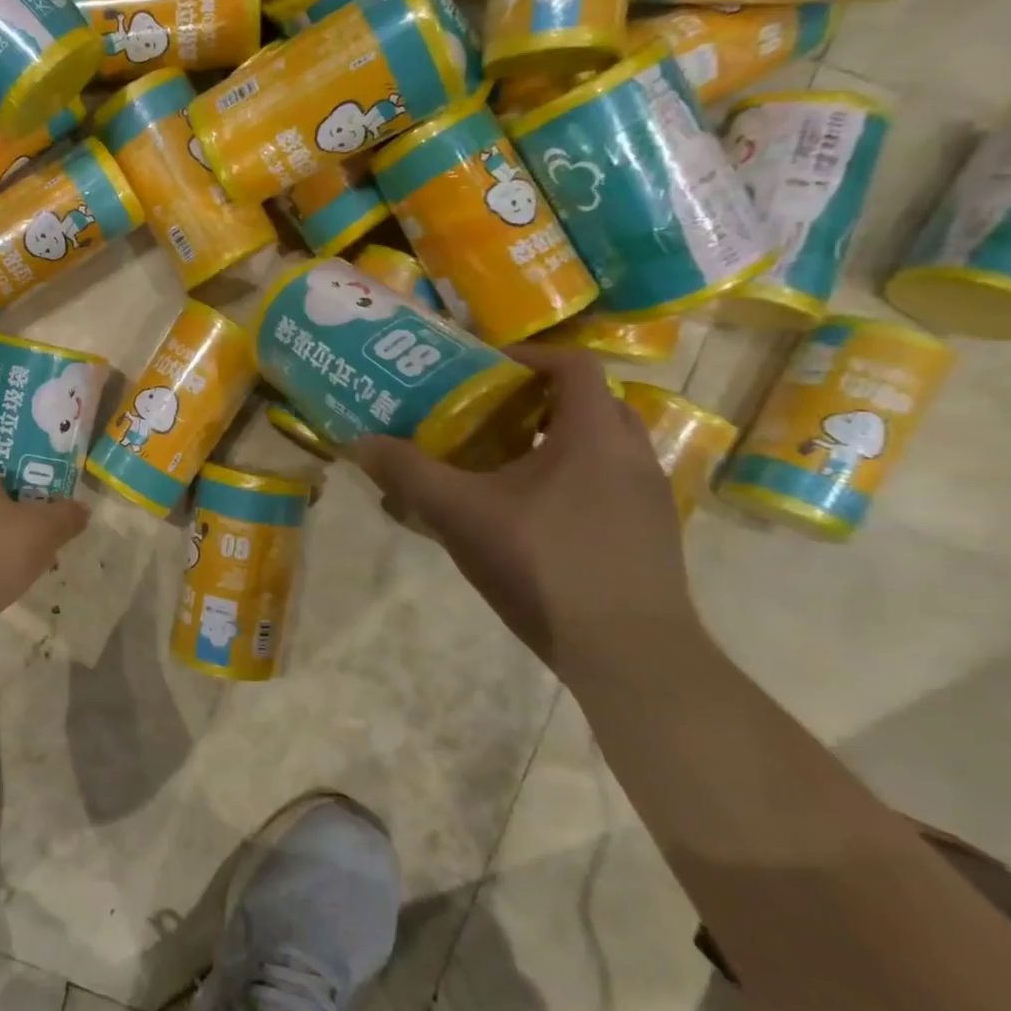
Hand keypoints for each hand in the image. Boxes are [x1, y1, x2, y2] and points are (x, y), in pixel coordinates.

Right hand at [351, 345, 698, 673]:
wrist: (630, 655)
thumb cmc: (545, 565)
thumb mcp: (460, 514)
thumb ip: (408, 473)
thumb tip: (360, 442)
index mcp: (594, 435)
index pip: (572, 365)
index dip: (526, 356)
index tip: (482, 368)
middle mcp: (633, 455)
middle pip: (588, 403)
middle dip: (536, 401)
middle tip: (486, 415)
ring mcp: (649, 499)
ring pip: (600, 447)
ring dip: (553, 442)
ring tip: (500, 465)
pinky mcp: (650, 536)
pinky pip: (607, 485)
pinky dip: (568, 480)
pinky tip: (527, 516)